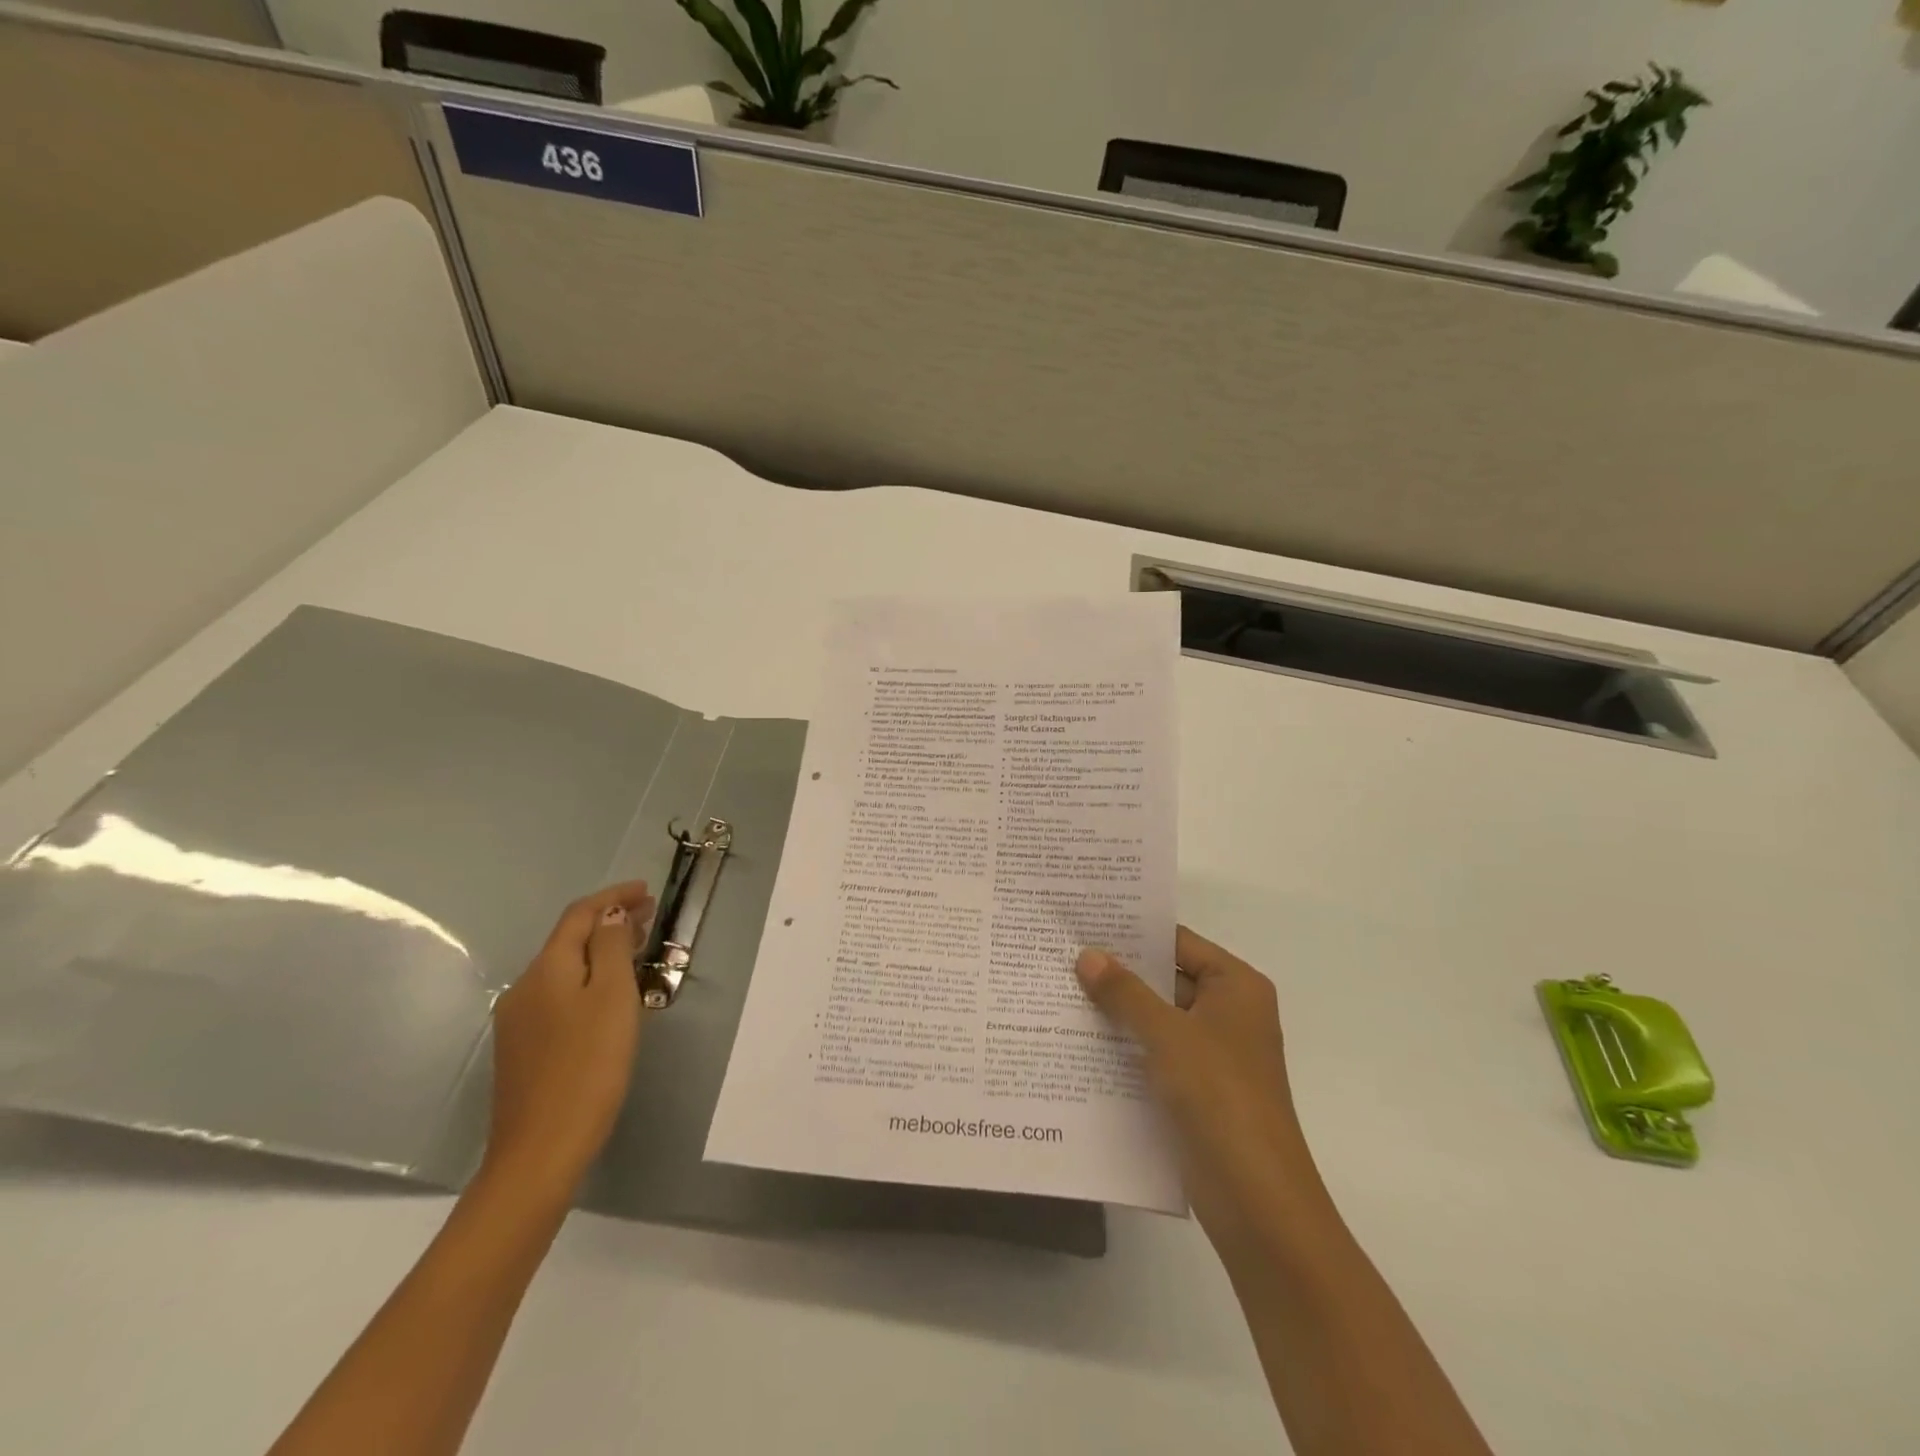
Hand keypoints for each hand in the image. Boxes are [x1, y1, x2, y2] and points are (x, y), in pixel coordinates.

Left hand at [484, 881, 654, 1197]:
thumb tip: (610, 914)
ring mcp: (518, 1022)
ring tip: (635, 949)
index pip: (579, 915)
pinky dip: (586, 979)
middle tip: (649, 917)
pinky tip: (607, 996)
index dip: (613, 896)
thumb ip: (610, 948)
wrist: (541, 1151)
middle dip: (608, 922)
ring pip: (563, 969)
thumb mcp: (611, 997)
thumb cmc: (588, 1066)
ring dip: (598, 951)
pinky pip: (558, 995)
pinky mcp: (523, 1050)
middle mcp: (524, 988)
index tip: (647, 890)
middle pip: (568, 940)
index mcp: (545, 969)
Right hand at [1076, 927, 1330, 1256]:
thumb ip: (1124, 992)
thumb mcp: (1167, 1034)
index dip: (1133, 933)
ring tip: (1059, 991)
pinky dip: (1124, 1046)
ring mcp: (1213, 1054)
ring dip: (1116, 1011)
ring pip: (1156, 1019)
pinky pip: (1154, 1054)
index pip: (1177, 942)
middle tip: (1061, 955)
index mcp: (1235, 986)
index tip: (1083, 923)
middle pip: (1166, 979)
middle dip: (1117, 972)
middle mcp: (1228, 1012)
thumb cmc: (1219, 1097)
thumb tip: (1086, 955)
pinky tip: (1078, 1041)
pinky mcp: (1197, 1090)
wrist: (1256, 1201)